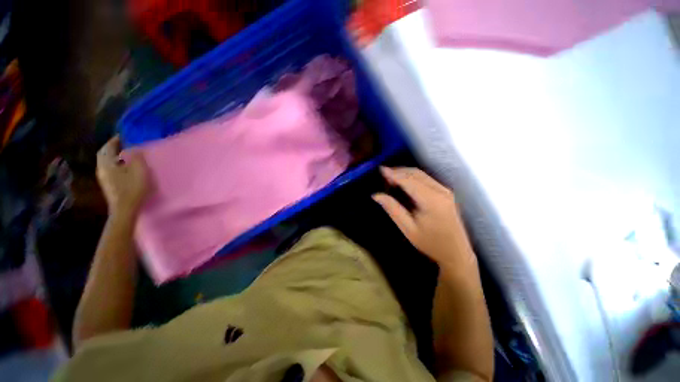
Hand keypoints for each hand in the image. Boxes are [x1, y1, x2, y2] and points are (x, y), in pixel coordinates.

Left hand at [96, 135, 148, 219]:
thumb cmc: (132, 189)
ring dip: (115, 157)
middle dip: (113, 149)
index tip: (123, 135)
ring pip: (108, 163)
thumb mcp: (138, 171)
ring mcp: (104, 179)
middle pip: (105, 155)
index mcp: (106, 164)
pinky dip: (117, 165)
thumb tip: (135, 148)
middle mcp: (102, 170)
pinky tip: (126, 168)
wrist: (124, 210)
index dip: (114, 141)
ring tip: (127, 155)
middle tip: (124, 144)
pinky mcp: (109, 186)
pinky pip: (111, 170)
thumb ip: (136, 158)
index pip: (107, 148)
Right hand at [373, 167, 476, 272]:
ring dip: (405, 173)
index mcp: (431, 200)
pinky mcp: (446, 193)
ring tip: (390, 178)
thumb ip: (392, 209)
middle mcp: (440, 191)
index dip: (394, 174)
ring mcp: (445, 191)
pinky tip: (404, 182)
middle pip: (416, 174)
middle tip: (383, 174)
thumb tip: (376, 195)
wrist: (456, 253)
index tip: (381, 169)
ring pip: (421, 174)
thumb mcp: (408, 229)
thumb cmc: (430, 243)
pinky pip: (426, 179)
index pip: (409, 181)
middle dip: (398, 171)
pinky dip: (412, 177)